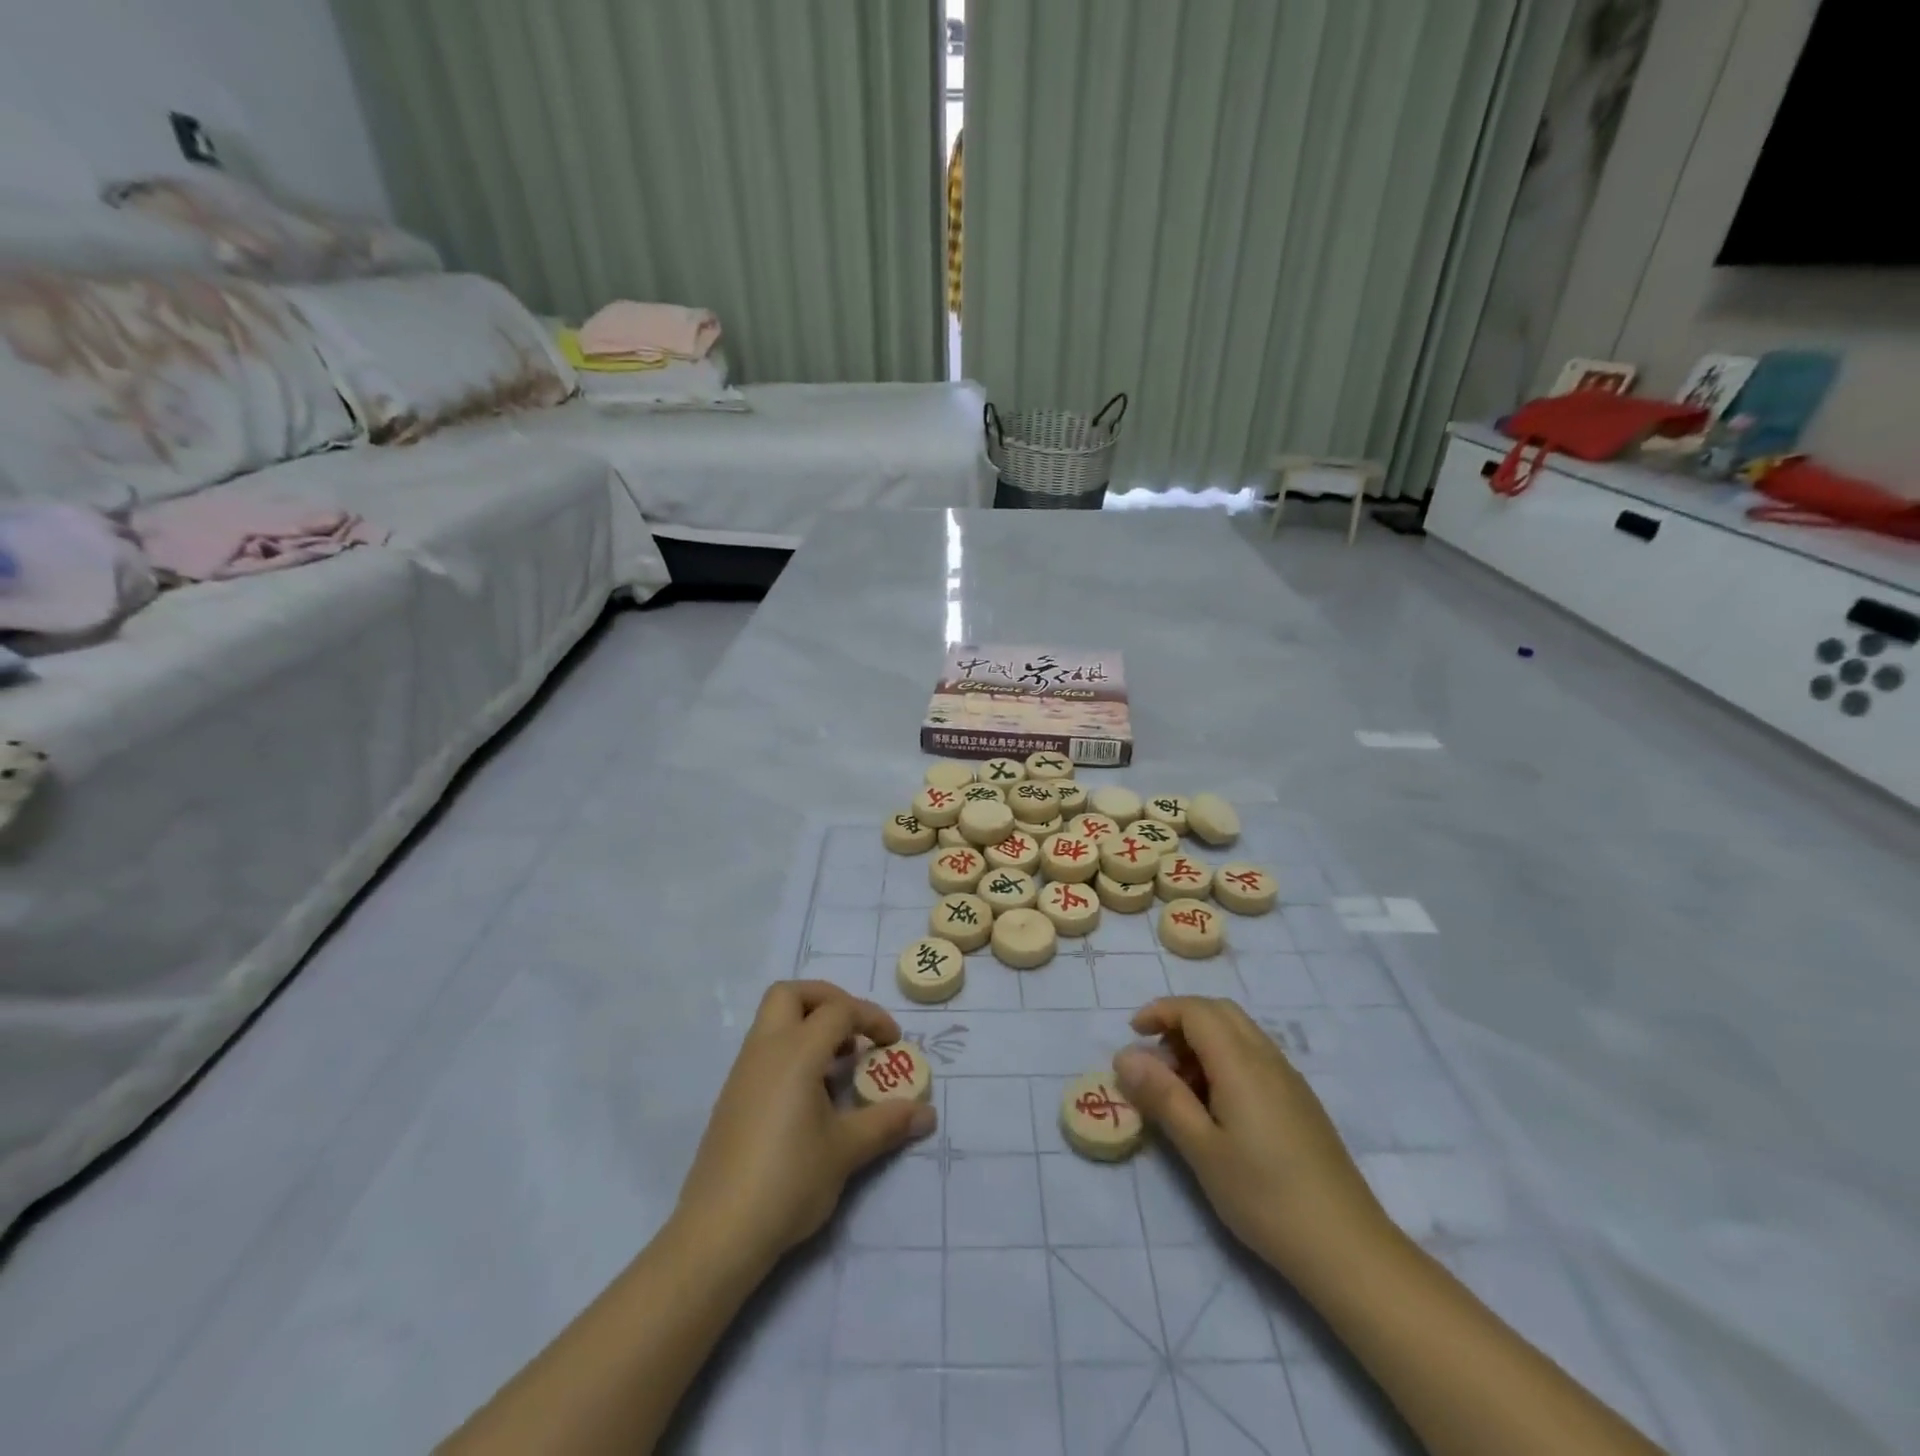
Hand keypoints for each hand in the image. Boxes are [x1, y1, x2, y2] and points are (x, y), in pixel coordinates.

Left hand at [674, 981, 935, 1267]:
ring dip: (809, 1025)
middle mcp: (765, 1049)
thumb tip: (928, 1113)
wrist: (718, 1233)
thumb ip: (887, 1123)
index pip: (838, 1010)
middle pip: (792, 994)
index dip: (871, 1018)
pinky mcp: (733, 1096)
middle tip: (854, 1030)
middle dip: (828, 999)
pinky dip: (792, 1050)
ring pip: (774, 1020)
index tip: (893, 1044)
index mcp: (795, 1051)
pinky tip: (812, 1093)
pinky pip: (765, 1049)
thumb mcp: (846, 1150)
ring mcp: (743, 1072)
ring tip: (840, 1063)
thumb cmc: (788, 1180)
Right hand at [1113, 996, 1390, 1280]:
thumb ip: (1162, 1096)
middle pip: (1219, 1012)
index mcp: (1241, 1063)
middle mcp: (1267, 1058)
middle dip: (1181, 1021)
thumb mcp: (1201, 1149)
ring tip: (1181, 1087)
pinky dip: (1225, 1059)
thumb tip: (1125, 1056)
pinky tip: (1217, 1105)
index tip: (1133, 1035)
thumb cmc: (1264, 1197)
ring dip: (1203, 1041)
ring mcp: (1289, 1078)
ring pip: (1239, 1032)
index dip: (1160, 1011)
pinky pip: (1255, 1055)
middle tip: (1156, 1059)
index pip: (1196, 1010)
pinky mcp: (1300, 1100)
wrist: (1347, 1247)